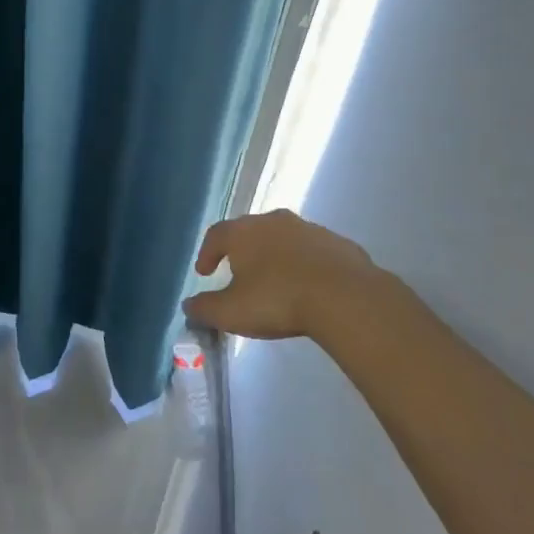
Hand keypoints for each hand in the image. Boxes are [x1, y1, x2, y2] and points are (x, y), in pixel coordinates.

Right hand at [182, 209, 378, 340]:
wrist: (344, 297)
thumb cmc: (277, 300)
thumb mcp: (232, 312)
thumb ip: (205, 309)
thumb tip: (188, 305)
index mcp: (243, 232)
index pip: (216, 235)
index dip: (206, 253)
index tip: (203, 272)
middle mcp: (273, 221)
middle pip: (250, 231)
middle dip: (242, 251)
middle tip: (238, 272)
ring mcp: (308, 228)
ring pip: (284, 238)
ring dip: (276, 256)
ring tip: (276, 280)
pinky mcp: (338, 243)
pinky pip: (314, 252)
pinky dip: (306, 264)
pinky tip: (311, 286)